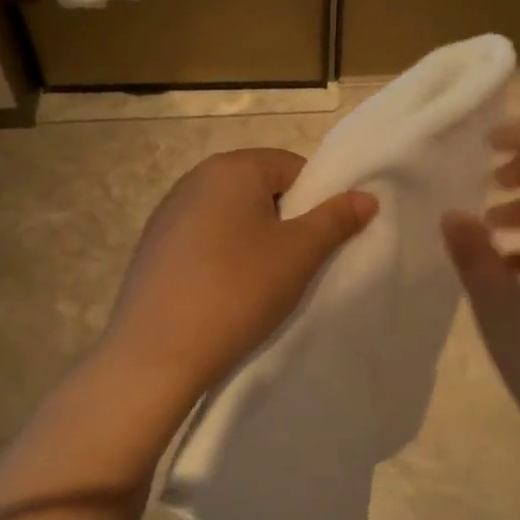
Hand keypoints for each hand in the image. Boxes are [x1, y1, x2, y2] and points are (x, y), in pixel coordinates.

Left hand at [104, 148, 376, 396]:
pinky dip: (221, 257)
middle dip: (284, 221)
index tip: (317, 242)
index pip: (292, 166)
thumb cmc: (238, 290)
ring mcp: (167, 213)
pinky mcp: (153, 246)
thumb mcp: (299, 254)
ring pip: (231, 216)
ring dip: (252, 240)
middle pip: (259, 189)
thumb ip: (336, 219)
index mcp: (231, 168)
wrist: (158, 352)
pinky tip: (223, 292)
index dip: (315, 201)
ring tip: (259, 283)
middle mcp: (194, 179)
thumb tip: (367, 196)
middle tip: (294, 265)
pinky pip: (203, 239)